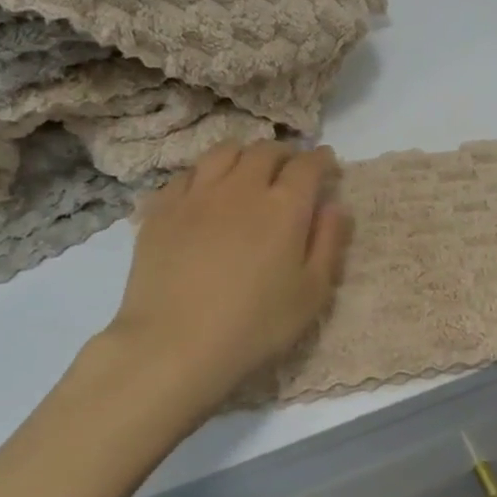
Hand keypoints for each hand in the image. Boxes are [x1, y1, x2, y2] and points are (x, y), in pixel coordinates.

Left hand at [95, 141, 350, 417]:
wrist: (174, 345)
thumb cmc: (254, 325)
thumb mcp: (312, 294)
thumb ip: (329, 243)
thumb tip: (335, 206)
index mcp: (284, 206)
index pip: (308, 164)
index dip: (321, 159)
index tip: (327, 164)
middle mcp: (242, 188)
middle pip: (265, 151)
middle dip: (285, 153)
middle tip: (290, 168)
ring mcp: (197, 195)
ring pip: (223, 152)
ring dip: (244, 154)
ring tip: (247, 169)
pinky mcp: (161, 210)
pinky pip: (186, 174)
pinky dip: (204, 174)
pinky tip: (205, 191)